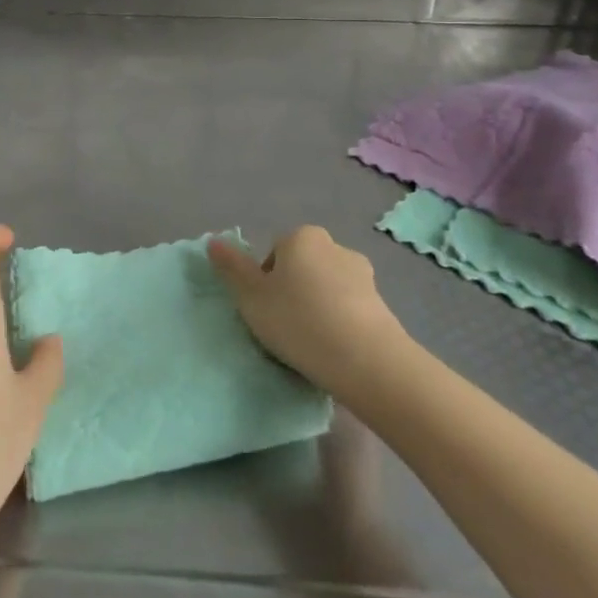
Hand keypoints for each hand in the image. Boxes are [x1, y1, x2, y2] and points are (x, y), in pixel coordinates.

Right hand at [209, 225, 412, 394]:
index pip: (273, 255)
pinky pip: (349, 309)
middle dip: (293, 293)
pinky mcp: (383, 304)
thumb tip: (214, 241)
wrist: (367, 361)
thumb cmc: (299, 321)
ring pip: (326, 288)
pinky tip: (336, 350)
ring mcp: (363, 274)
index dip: (265, 284)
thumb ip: (231, 268)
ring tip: (313, 344)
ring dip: (318, 308)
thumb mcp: (251, 297)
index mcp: (301, 237)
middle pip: (301, 268)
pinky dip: (340, 323)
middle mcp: (334, 245)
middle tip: (285, 328)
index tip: (267, 312)